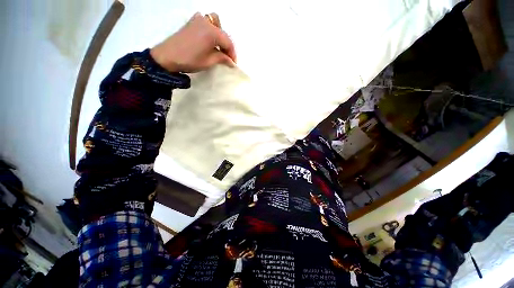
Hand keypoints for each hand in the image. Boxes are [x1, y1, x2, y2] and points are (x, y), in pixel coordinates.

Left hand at [150, 12, 236, 72]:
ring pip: (215, 23)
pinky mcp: (191, 22)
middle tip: (226, 57)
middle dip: (226, 45)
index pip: (228, 42)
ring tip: (218, 47)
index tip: (233, 63)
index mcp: (212, 32)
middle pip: (223, 32)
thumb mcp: (209, 61)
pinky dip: (210, 29)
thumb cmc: (190, 60)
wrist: (167, 56)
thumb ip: (222, 58)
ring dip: (219, 34)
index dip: (232, 54)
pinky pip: (205, 21)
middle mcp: (206, 22)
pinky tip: (208, 39)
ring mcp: (198, 19)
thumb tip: (231, 61)